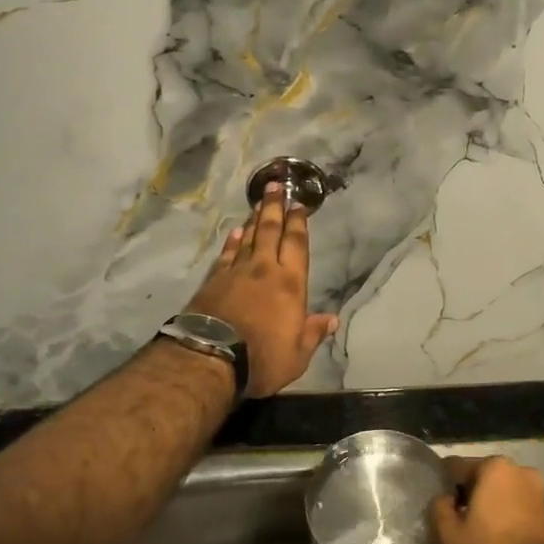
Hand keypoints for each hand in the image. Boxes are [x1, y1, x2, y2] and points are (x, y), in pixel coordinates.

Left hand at [186, 183, 338, 397]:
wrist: (211, 357)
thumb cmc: (263, 358)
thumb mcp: (298, 354)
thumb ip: (313, 333)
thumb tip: (332, 319)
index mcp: (290, 283)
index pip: (296, 245)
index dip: (298, 223)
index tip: (298, 204)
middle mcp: (264, 269)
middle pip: (270, 231)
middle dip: (274, 207)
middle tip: (275, 185)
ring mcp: (236, 272)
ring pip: (248, 237)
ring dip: (254, 219)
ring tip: (257, 203)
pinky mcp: (213, 280)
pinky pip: (227, 254)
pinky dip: (232, 241)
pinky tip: (235, 232)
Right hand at [431, 456, 543, 543]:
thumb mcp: (449, 533)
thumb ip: (438, 507)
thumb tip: (445, 499)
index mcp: (495, 467)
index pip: (454, 469)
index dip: (438, 490)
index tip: (429, 511)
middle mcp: (519, 474)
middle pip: (476, 493)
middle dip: (459, 519)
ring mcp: (536, 499)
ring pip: (493, 513)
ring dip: (474, 535)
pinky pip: (509, 526)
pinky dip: (494, 542)